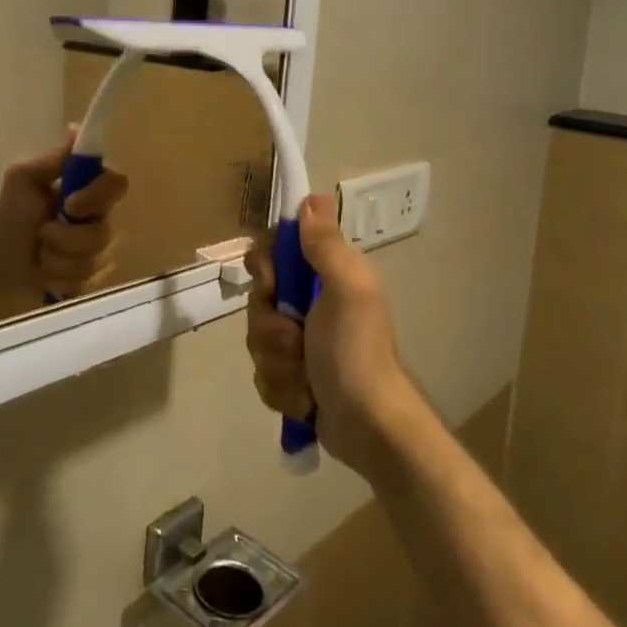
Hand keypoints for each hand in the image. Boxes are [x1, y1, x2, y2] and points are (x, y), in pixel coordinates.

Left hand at [0, 133, 129, 300]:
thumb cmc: (10, 212)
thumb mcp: (24, 177)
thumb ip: (53, 158)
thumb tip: (75, 129)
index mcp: (90, 190)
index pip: (118, 184)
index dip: (97, 197)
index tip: (69, 204)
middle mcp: (101, 219)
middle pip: (105, 233)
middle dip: (66, 238)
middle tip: (42, 234)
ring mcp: (99, 252)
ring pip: (93, 261)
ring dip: (57, 260)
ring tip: (39, 254)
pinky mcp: (91, 280)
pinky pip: (85, 283)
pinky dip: (57, 279)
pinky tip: (44, 273)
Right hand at [245, 193, 422, 478]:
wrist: (369, 429)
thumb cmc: (356, 353)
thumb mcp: (346, 290)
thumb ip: (325, 245)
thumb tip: (312, 197)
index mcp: (326, 277)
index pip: (273, 254)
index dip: (265, 269)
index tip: (273, 285)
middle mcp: (312, 305)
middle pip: (258, 301)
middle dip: (271, 328)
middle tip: (297, 341)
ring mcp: (301, 344)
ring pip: (257, 340)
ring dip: (278, 363)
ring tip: (306, 379)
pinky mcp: (293, 378)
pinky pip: (264, 374)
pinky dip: (282, 389)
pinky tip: (304, 399)